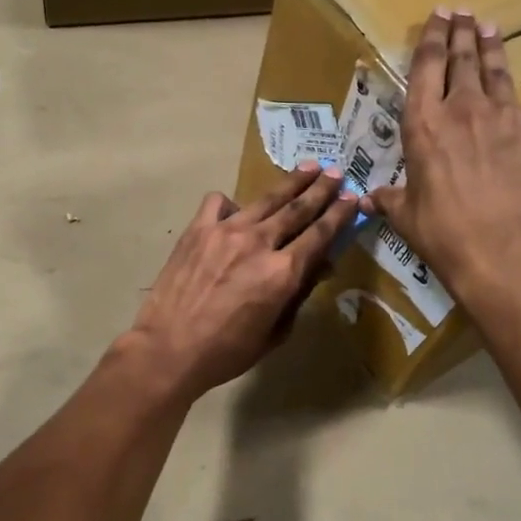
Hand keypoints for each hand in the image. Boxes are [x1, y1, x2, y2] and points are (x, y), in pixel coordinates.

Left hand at [126, 164, 357, 397]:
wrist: (168, 349)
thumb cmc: (226, 352)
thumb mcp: (274, 333)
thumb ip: (298, 295)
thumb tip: (320, 267)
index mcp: (282, 273)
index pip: (320, 235)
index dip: (339, 214)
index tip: (352, 198)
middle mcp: (259, 243)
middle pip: (298, 208)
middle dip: (321, 189)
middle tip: (337, 172)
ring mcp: (225, 231)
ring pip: (266, 199)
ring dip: (290, 183)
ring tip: (307, 168)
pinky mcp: (197, 229)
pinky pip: (219, 202)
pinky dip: (232, 203)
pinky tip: (236, 211)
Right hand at [368, 8, 520, 303]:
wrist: (502, 252)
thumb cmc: (445, 235)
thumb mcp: (407, 217)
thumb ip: (390, 199)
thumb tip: (369, 198)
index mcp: (424, 125)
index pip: (425, 68)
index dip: (431, 38)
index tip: (437, 17)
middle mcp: (464, 109)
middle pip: (462, 59)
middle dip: (461, 33)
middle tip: (462, 13)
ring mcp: (508, 114)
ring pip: (499, 68)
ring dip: (493, 44)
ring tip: (490, 26)